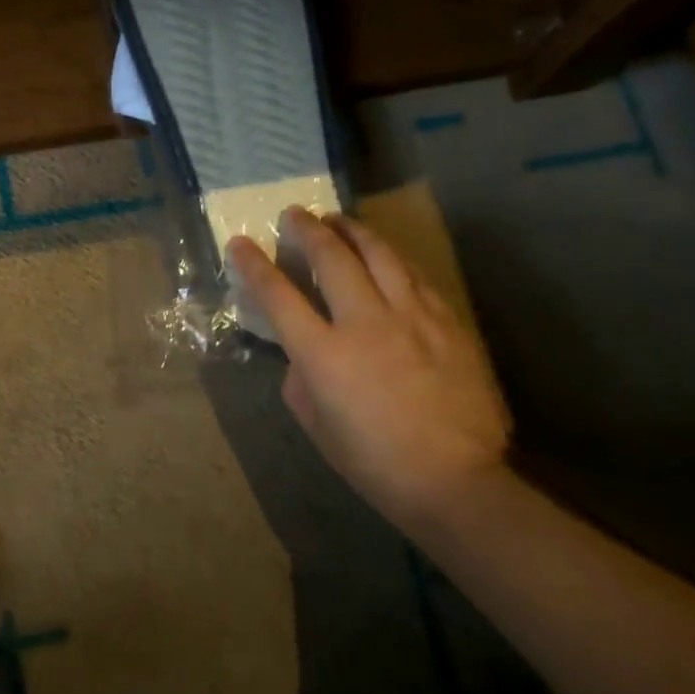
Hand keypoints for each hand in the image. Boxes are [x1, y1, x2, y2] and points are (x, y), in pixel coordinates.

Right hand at [226, 207, 510, 522]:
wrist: (454, 479)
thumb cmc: (374, 462)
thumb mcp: (317, 427)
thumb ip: (300, 382)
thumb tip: (302, 356)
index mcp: (324, 354)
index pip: (279, 296)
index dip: (254, 265)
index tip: (240, 243)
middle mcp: (365, 322)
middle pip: (332, 258)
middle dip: (308, 230)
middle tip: (295, 214)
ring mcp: (411, 317)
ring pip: (380, 254)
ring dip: (354, 231)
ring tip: (339, 220)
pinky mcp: (447, 321)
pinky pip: (414, 276)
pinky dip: (392, 258)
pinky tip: (386, 256)